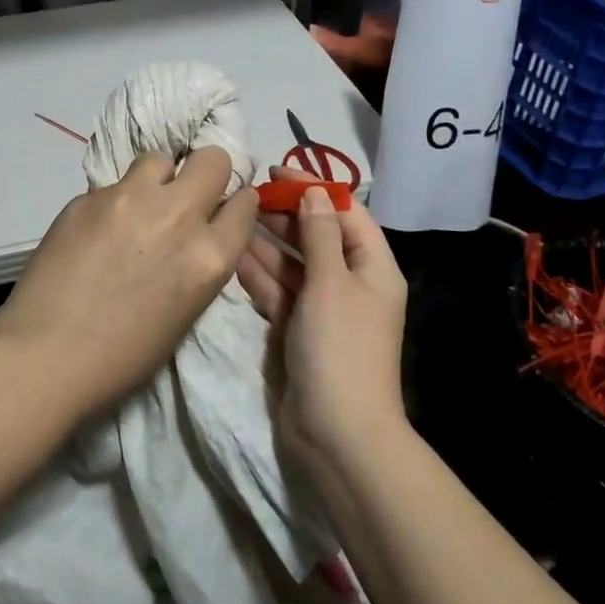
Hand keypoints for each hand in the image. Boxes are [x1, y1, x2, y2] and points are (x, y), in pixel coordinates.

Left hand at [0, 147, 258, 417]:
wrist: (45, 354)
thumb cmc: (123, 356)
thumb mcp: (185, 312)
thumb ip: (198, 262)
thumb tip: (195, 235)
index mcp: (209, 255)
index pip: (244, 203)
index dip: (234, 204)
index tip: (221, 209)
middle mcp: (176, 215)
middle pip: (211, 159)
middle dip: (206, 173)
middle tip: (185, 197)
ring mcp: (129, 199)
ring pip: (160, 159)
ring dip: (158, 179)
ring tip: (138, 208)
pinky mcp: (88, 196)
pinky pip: (114, 185)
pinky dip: (114, 202)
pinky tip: (96, 232)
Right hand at [237, 166, 407, 471]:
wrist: (336, 433)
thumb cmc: (340, 346)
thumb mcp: (330, 282)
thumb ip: (318, 235)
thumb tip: (313, 193)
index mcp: (372, 268)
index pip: (345, 213)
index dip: (313, 188)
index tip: (276, 170)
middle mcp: (349, 283)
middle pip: (316, 237)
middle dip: (285, 215)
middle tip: (245, 194)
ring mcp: (321, 308)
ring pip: (292, 264)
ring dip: (266, 243)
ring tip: (232, 217)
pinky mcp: (296, 330)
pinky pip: (277, 292)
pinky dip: (258, 275)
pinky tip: (232, 256)